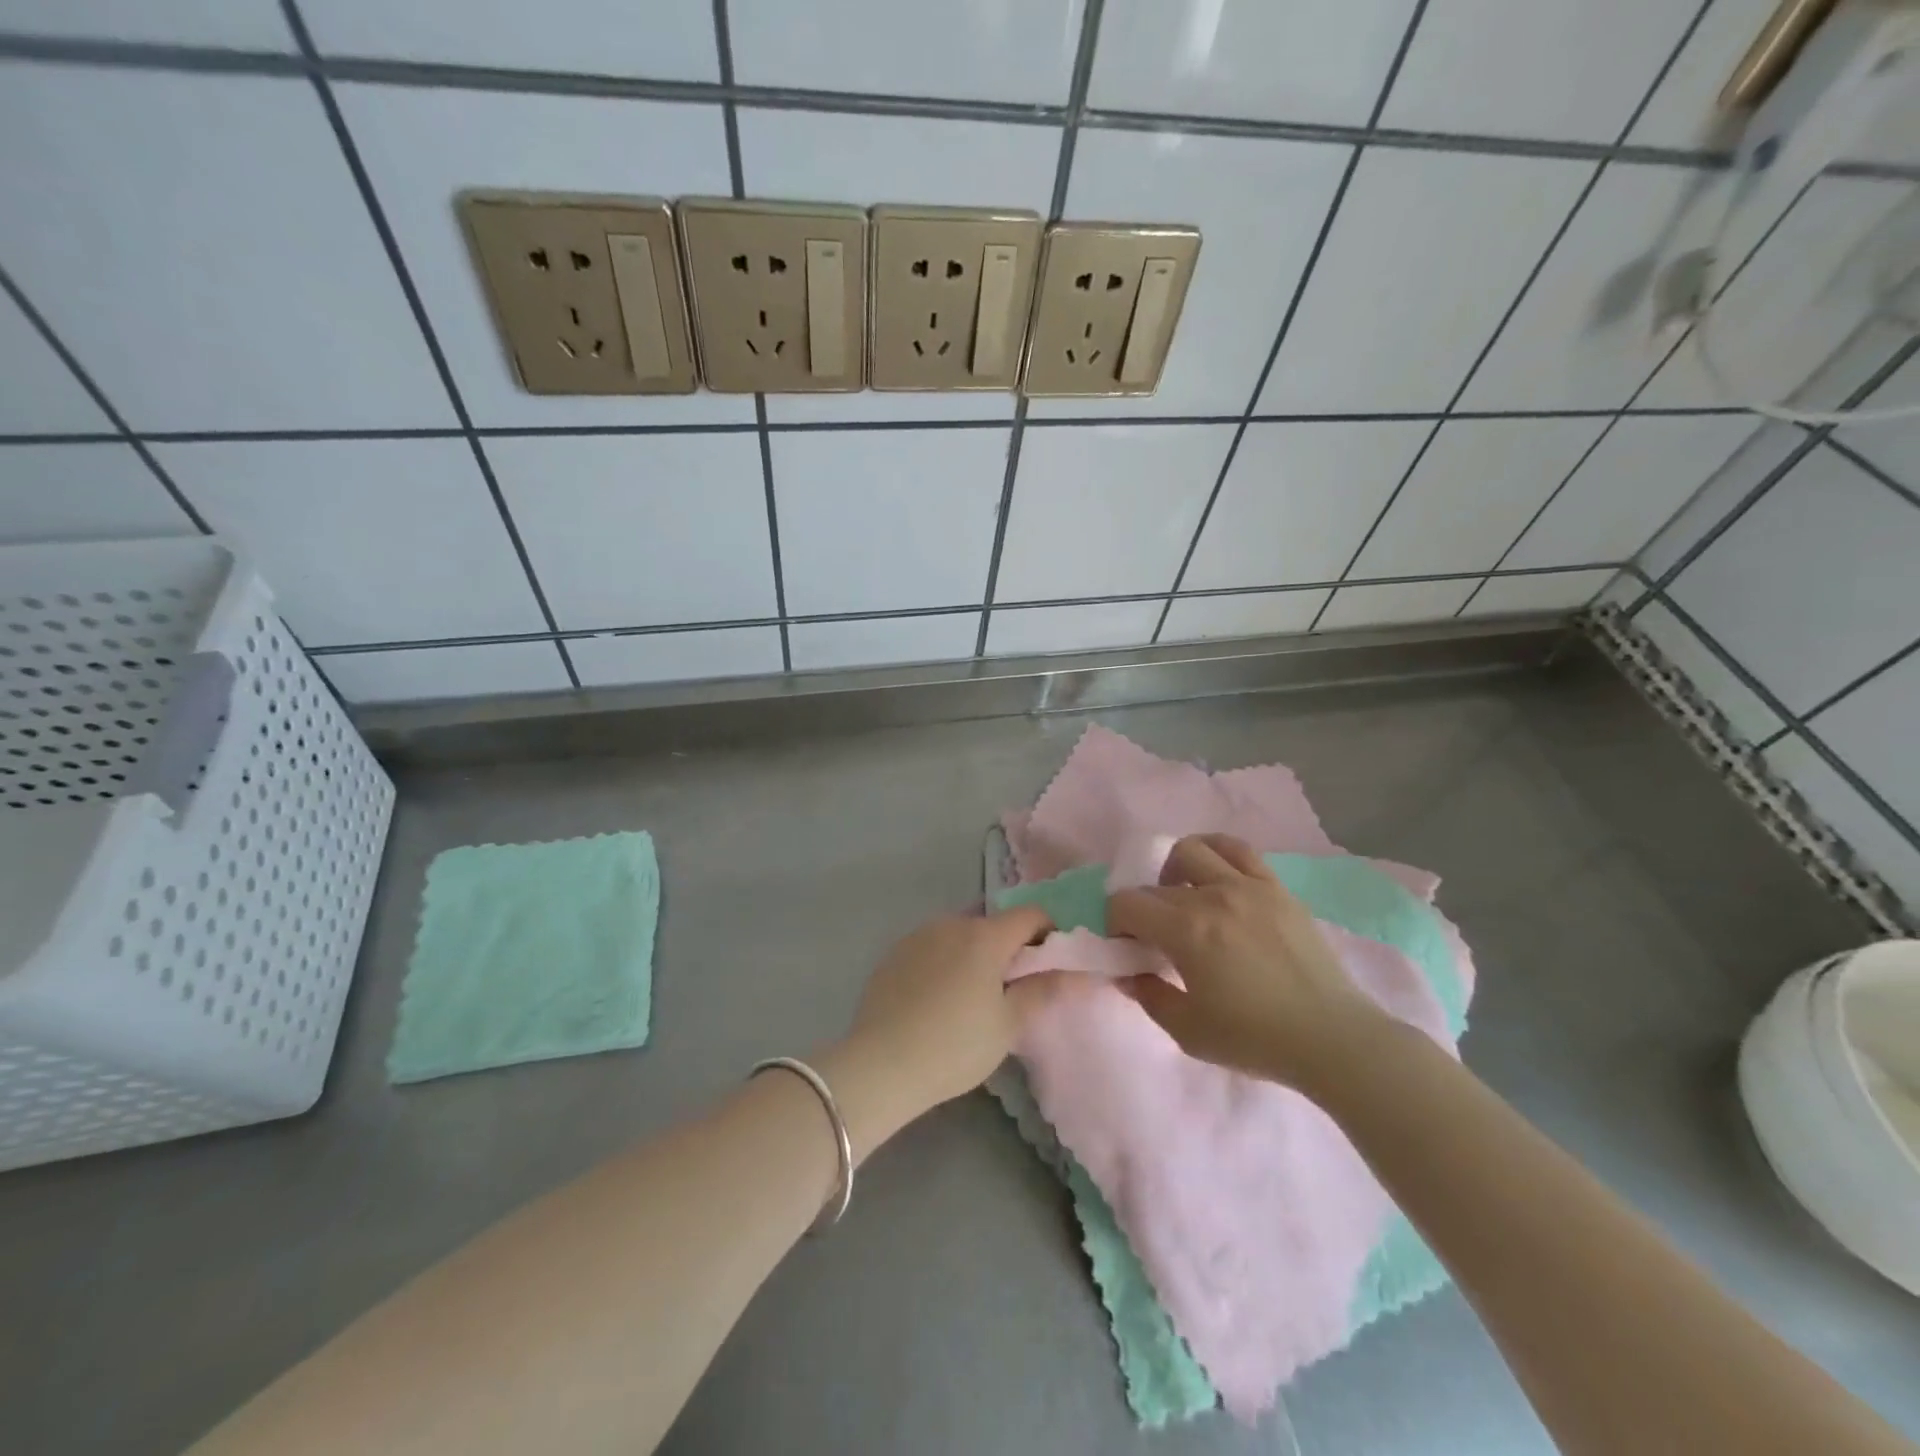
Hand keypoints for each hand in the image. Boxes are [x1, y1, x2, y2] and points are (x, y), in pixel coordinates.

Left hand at [822, 908, 1057, 1146]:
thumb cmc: (955, 1045)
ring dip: (974, 955)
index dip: (1048, 934)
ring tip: (970, 999)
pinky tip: (936, 1001)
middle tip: (1010, 991)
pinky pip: (932, 948)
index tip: (1048, 966)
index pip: (1031, 915)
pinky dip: (944, 963)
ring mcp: (918, 935)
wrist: (881, 1064)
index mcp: (985, 935)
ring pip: (960, 936)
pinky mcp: (894, 953)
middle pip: (993, 925)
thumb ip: (1042, 991)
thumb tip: (1075, 971)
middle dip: (1009, 949)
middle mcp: (951, 923)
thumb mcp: (1008, 1024)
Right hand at [1106, 834, 1383, 1089]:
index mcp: (1186, 931)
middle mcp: (1213, 897)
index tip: (1129, 948)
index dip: (1116, 924)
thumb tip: (1127, 972)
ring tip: (1184, 896)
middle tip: (1155, 937)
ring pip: (1194, 849)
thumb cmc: (1255, 1039)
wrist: (1332, 1039)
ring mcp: (1248, 886)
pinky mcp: (1276, 888)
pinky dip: (1216, 854)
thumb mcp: (1188, 1031)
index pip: (1126, 904)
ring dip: (1176, 869)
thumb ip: (1148, 996)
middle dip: (1143, 909)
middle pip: (1156, 884)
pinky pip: (1239, 850)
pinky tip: (1217, 879)